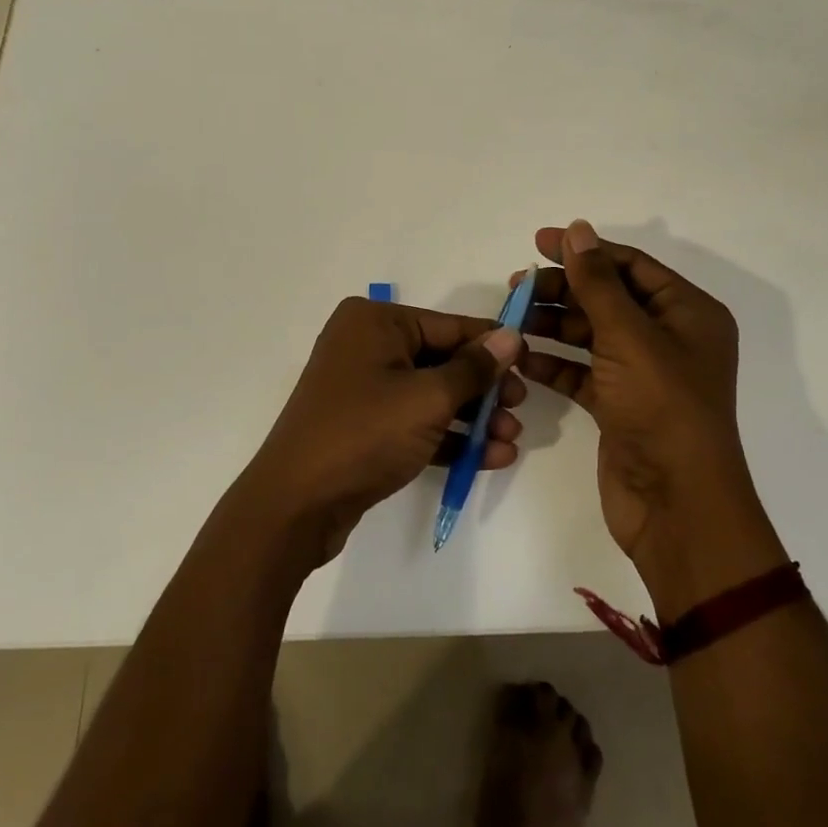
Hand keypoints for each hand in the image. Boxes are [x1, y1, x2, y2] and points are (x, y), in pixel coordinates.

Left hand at [242, 297, 525, 567]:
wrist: (296, 504)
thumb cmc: (364, 434)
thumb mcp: (428, 398)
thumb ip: (473, 368)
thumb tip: (510, 336)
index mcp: (375, 322)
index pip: (448, 326)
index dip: (492, 346)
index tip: (531, 362)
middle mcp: (366, 346)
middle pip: (441, 361)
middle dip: (483, 390)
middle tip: (519, 410)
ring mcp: (363, 388)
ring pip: (430, 395)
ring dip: (472, 418)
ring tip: (511, 441)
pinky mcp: (364, 427)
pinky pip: (414, 423)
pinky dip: (448, 438)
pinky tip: (490, 458)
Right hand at [520, 220, 786, 616]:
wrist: (676, 504)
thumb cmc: (662, 408)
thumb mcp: (629, 336)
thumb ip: (598, 282)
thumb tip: (578, 229)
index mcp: (688, 313)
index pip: (630, 266)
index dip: (585, 250)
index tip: (537, 242)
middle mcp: (668, 338)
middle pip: (607, 299)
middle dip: (563, 290)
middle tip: (516, 287)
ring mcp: (643, 374)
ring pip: (591, 336)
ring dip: (552, 325)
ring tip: (510, 319)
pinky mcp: (619, 406)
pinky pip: (581, 373)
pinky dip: (554, 364)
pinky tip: (521, 358)